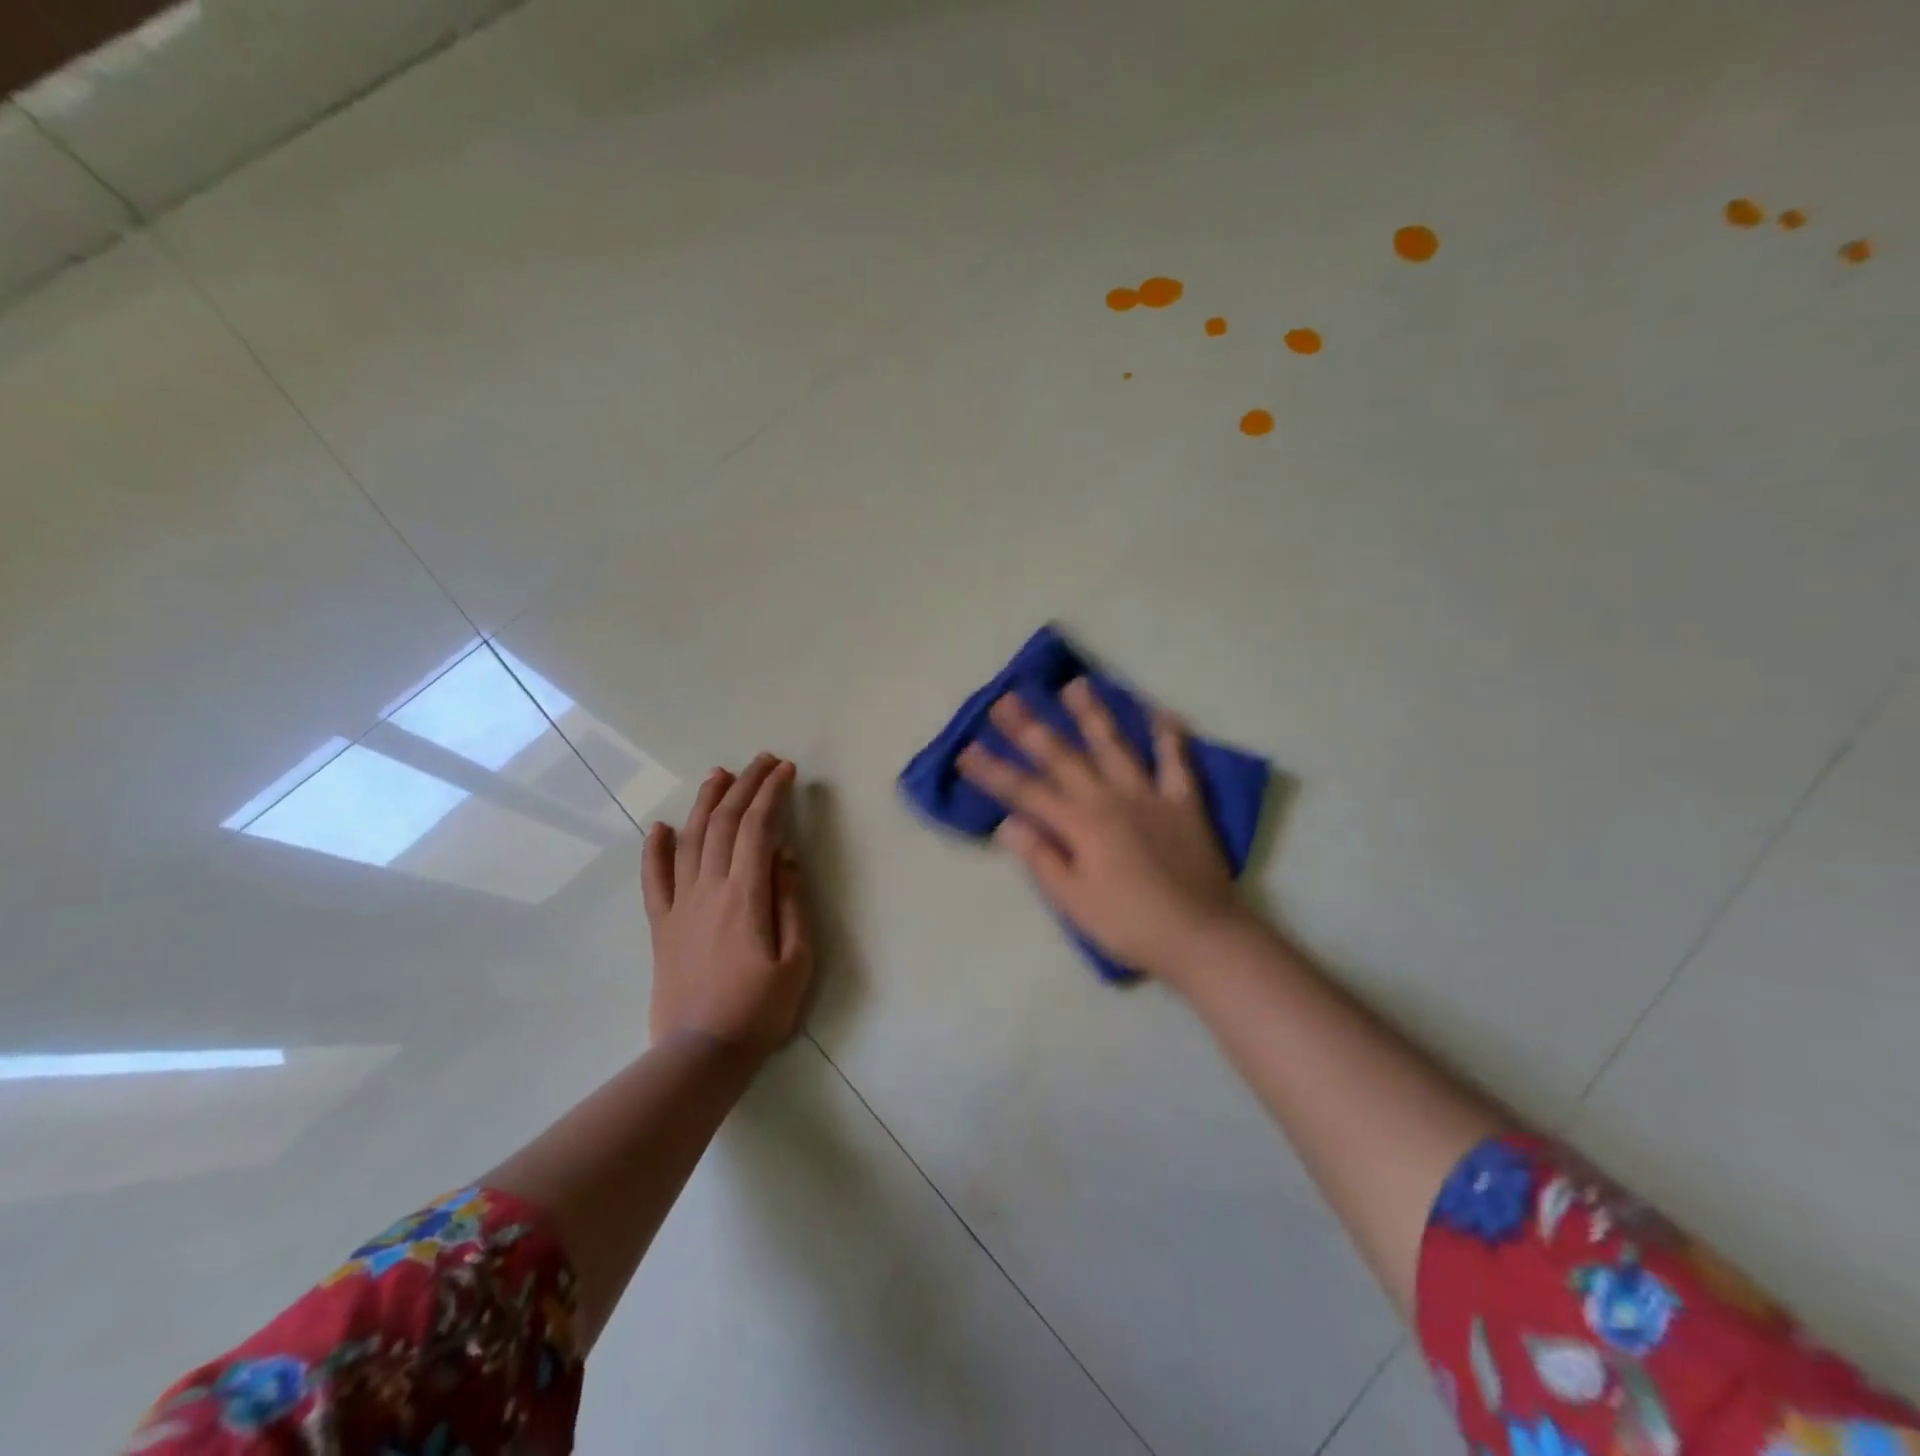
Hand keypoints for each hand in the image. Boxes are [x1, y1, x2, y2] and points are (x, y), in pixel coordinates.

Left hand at [643, 754, 813, 1057]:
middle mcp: (709, 889)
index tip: (786, 771)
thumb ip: (792, 902)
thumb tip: (785, 856)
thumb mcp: (797, 959)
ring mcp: (680, 905)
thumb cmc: (759, 1009)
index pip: (758, 828)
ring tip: (720, 776)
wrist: (701, 1052)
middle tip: (762, 761)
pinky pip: (654, 879)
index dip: (772, 793)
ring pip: (690, 840)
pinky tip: (659, 828)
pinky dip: (655, 850)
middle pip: (724, 823)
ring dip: (706, 803)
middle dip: (745, 786)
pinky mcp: (661, 925)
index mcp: (746, 895)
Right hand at [958, 680, 1255, 982]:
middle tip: (1007, 699)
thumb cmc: (1130, 925)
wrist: (1202, 936)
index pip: (1025, 791)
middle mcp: (1111, 798)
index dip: (993, 771)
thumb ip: (1042, 858)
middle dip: (1031, 728)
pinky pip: (1176, 760)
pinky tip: (1159, 711)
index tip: (966, 750)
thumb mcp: (1074, 902)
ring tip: (1075, 685)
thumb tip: (1007, 822)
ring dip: (1093, 714)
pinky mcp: (1184, 801)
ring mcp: (1150, 795)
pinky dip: (1168, 734)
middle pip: (1063, 757)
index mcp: (1080, 824)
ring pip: (1115, 745)